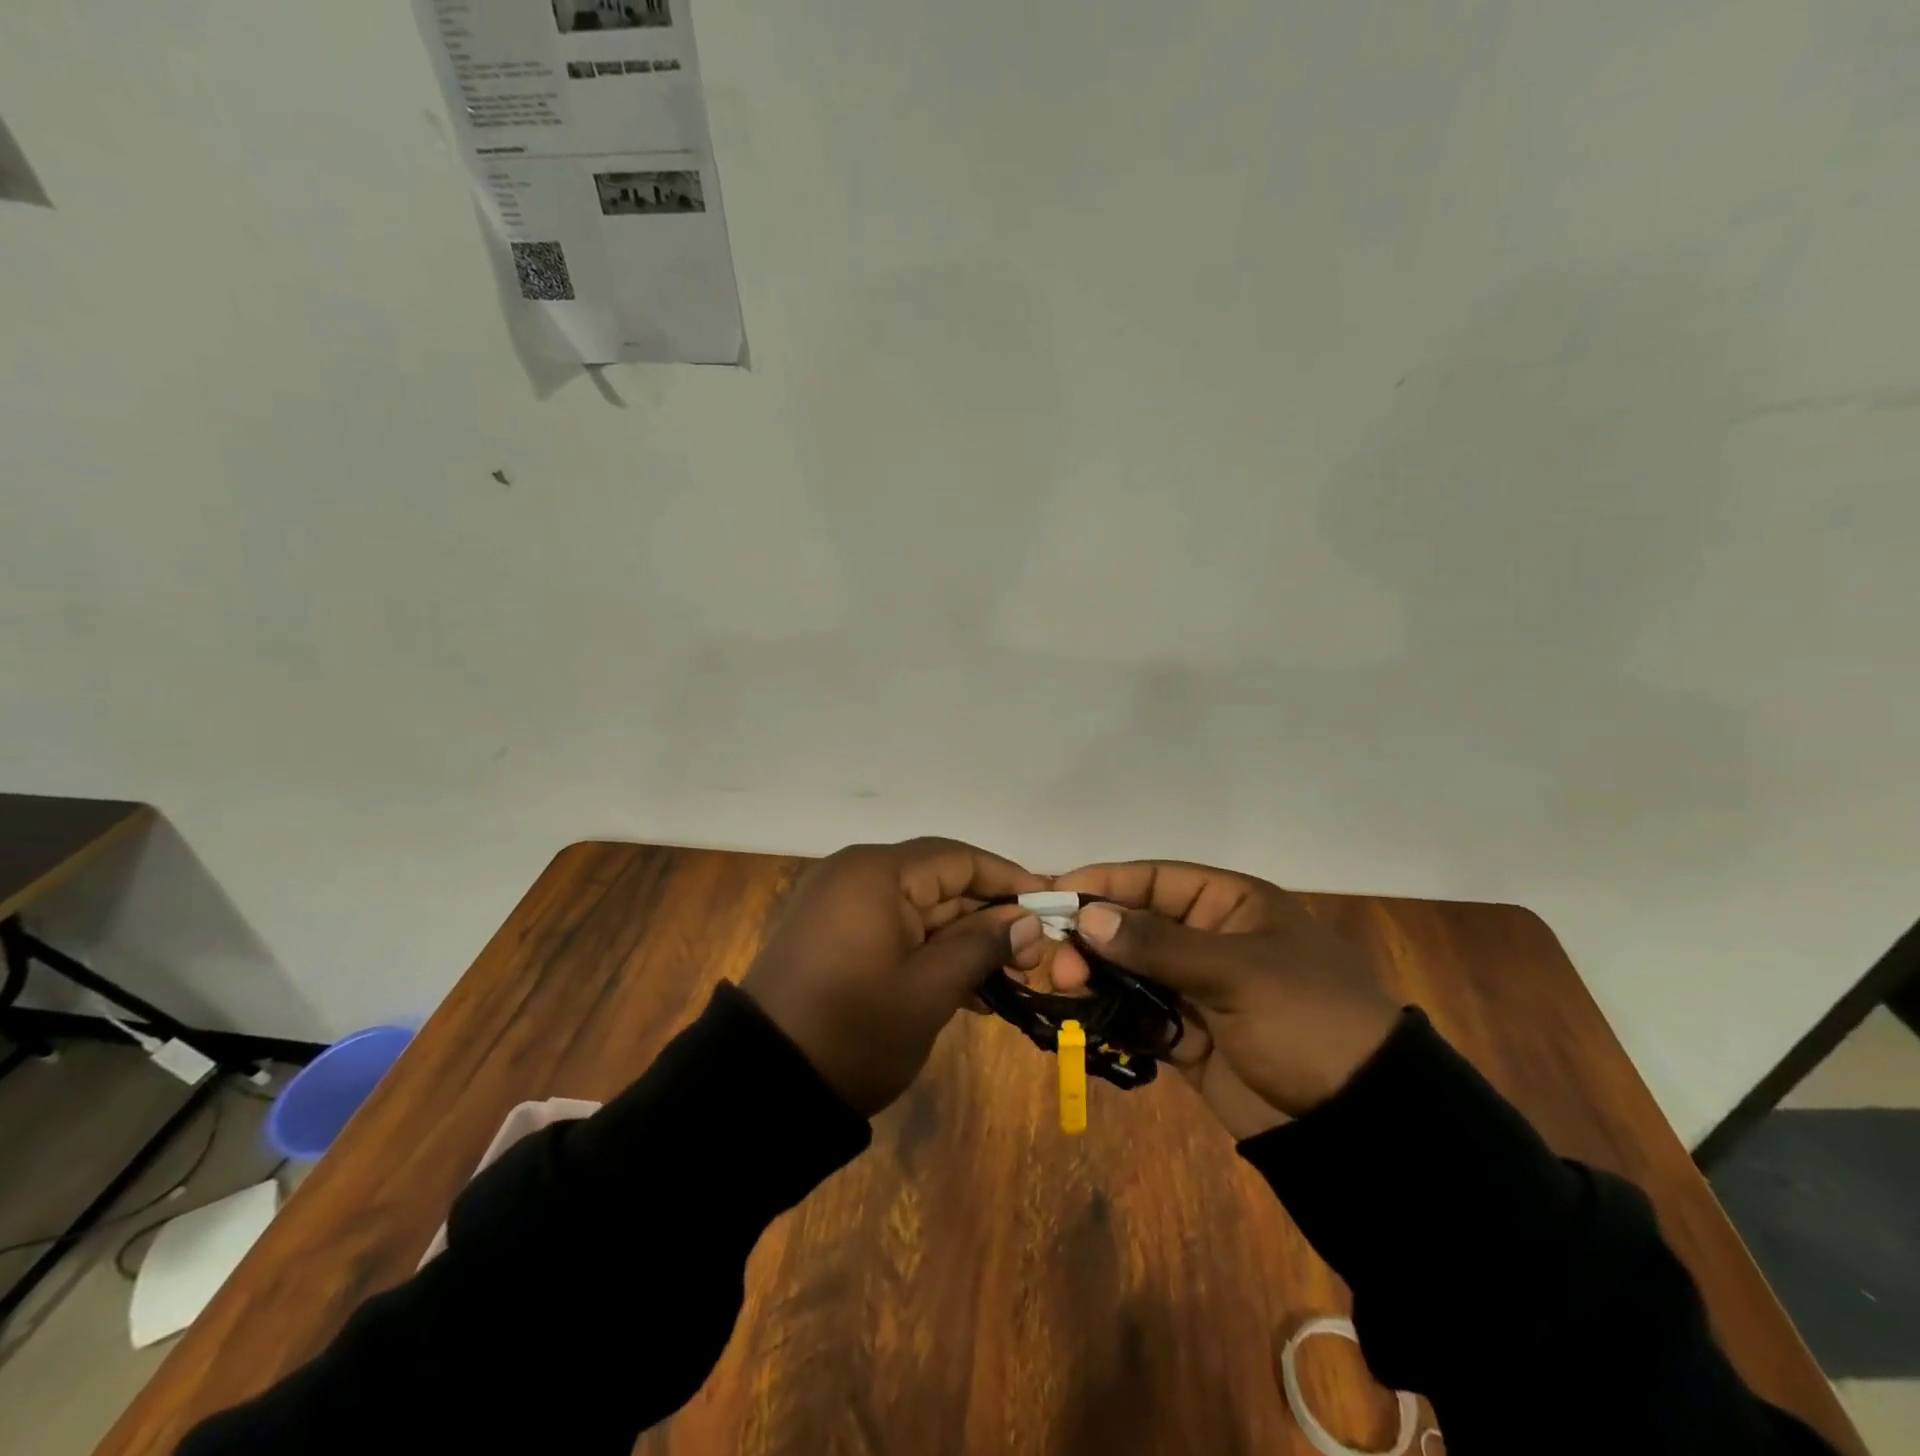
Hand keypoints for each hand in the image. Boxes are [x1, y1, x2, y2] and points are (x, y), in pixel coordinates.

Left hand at [741, 838, 1047, 1115]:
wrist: (761, 1086)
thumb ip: (983, 945)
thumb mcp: (930, 989)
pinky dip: (929, 954)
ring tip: (1008, 981)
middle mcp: (856, 875)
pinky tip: (967, 991)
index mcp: (877, 873)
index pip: (958, 858)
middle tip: (1032, 958)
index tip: (1048, 904)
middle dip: (988, 918)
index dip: (1007, 879)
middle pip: (939, 883)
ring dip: (962, 942)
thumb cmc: (855, 1029)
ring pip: (920, 911)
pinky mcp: (833, 936)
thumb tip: (1028, 922)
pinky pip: (894, 931)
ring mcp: (840, 906)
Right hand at [1050, 861, 1400, 1137]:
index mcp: (1232, 905)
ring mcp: (1199, 989)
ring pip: (1132, 970)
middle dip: (1095, 936)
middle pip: (1136, 924)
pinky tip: (1091, 1017)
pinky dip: (1114, 1015)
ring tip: (1070, 987)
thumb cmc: (1306, 1020)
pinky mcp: (1190, 1036)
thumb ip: (1158, 944)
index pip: (1156, 878)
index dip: (1105, 882)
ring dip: (1098, 975)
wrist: (1360, 1124)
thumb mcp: (1237, 972)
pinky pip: (1140, 1015)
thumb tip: (1088, 916)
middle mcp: (1211, 939)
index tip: (1055, 894)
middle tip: (1062, 959)